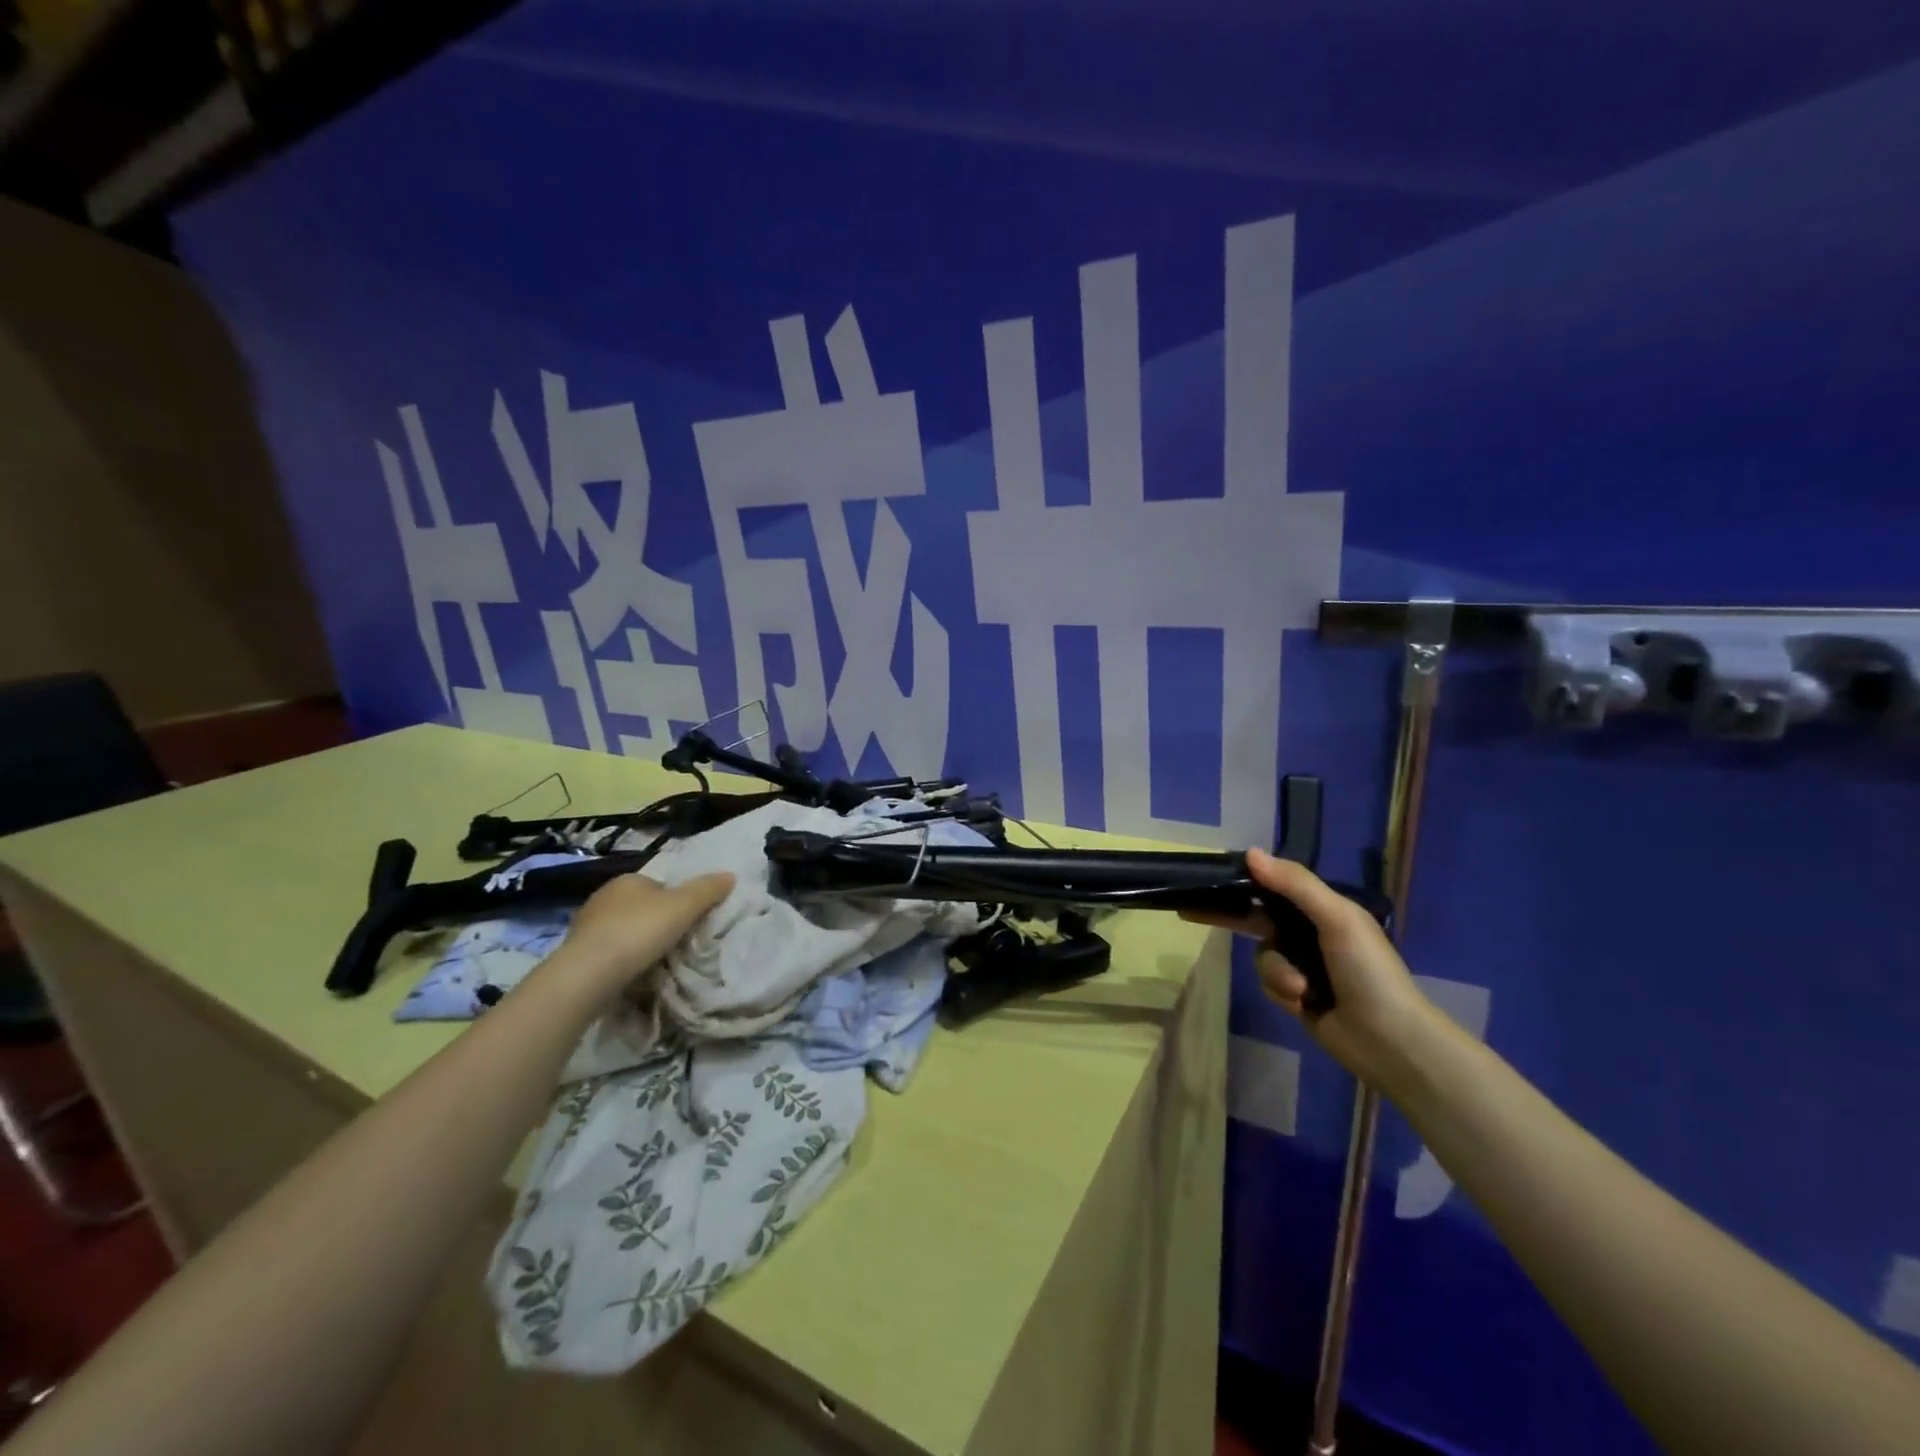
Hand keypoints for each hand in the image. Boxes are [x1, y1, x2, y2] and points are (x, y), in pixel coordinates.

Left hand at [557, 871, 734, 994]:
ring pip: (623, 932)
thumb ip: (707, 890)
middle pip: (641, 909)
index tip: (688, 923)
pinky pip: (608, 954)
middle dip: (656, 924)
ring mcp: (586, 927)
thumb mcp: (684, 906)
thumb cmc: (639, 931)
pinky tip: (632, 976)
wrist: (588, 974)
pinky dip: (621, 962)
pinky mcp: (576, 955)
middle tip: (676, 944)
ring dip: (637, 945)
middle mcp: (603, 897)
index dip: (677, 902)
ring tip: (655, 964)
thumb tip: (729, 875)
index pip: (659, 886)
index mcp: (628, 880)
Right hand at [1183, 850, 1438, 1088]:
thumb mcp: (1337, 919)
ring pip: (1260, 953)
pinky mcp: (1293, 992)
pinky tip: (1303, 1002)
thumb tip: (1249, 853)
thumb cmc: (1368, 971)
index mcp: (1323, 907)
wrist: (1390, 1041)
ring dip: (1276, 970)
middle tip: (1187, 910)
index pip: (1273, 883)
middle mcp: (1308, 931)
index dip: (1244, 878)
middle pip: (1256, 915)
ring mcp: (1300, 963)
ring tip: (1301, 989)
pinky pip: (1266, 980)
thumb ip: (1295, 885)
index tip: (1210, 875)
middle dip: (1229, 916)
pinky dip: (1280, 988)